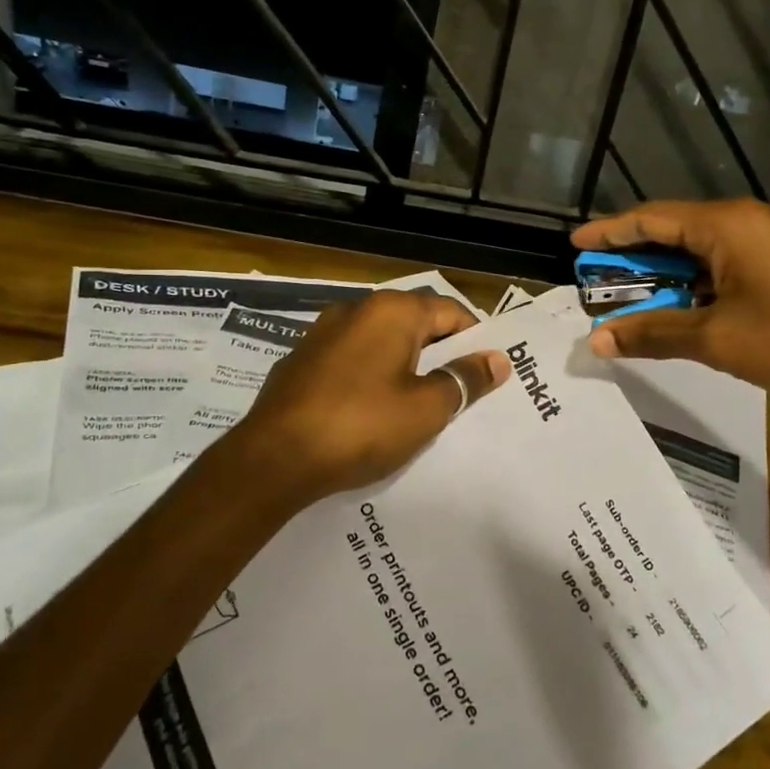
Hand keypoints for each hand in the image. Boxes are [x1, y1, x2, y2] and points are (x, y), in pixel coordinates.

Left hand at [214, 290, 510, 508]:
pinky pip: (351, 360)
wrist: (273, 458)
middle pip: (415, 323)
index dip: (475, 340)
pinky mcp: (301, 361)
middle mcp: (356, 310)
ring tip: (418, 404)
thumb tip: (497, 359)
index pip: (451, 311)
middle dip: (440, 354)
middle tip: (459, 391)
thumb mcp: (426, 409)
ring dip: (404, 366)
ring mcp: (322, 334)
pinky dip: (371, 376)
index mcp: (392, 312)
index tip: (487, 372)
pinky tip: (371, 411)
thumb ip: (464, 379)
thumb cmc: (360, 426)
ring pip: (381, 342)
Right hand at [573, 199, 769, 413]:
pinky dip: (693, 285)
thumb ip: (654, 333)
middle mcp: (745, 222)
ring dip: (663, 276)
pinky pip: (723, 266)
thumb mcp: (717, 340)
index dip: (609, 232)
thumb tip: (598, 340)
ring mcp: (769, 242)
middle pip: (673, 232)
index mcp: (726, 225)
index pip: (651, 219)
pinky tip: (679, 310)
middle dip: (632, 259)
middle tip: (595, 283)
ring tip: (629, 301)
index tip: (574, 245)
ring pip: (698, 252)